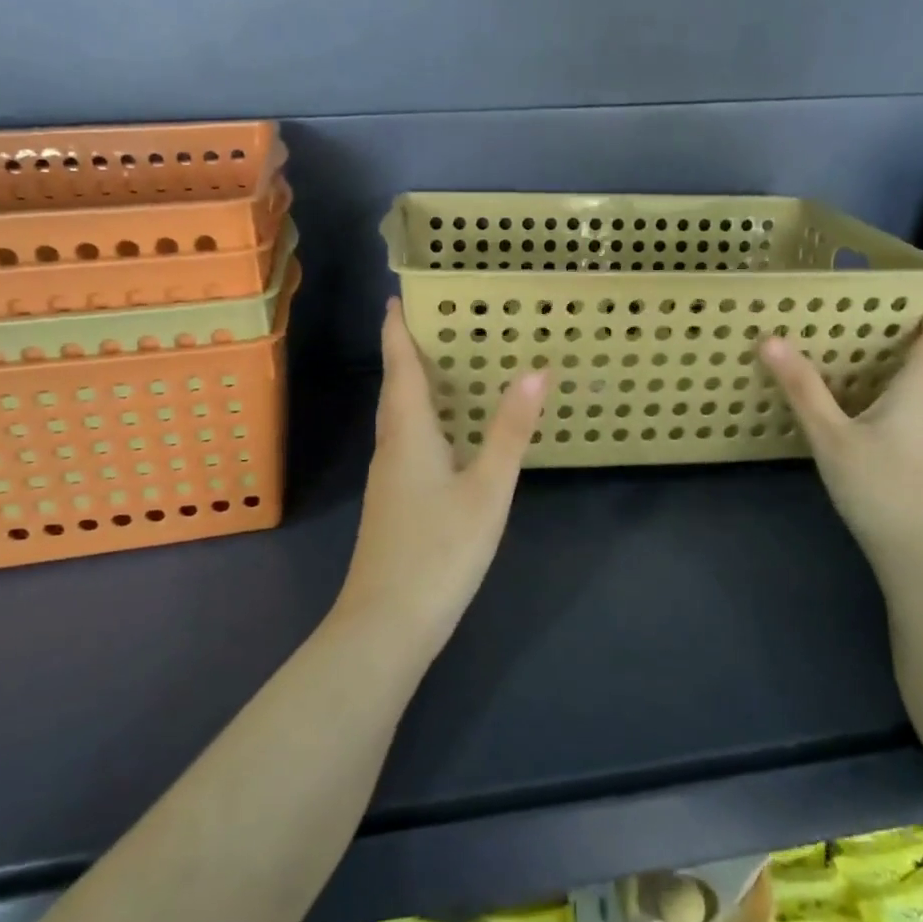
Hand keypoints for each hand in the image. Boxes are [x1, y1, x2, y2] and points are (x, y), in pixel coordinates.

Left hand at [337, 299, 547, 648]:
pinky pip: (406, 442)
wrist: (386, 625)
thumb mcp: (488, 489)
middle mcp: (392, 447)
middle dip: (406, 351)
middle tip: (432, 320)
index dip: (397, 331)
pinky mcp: (394, 503)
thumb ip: (510, 431)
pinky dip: (422, 419)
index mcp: (408, 434)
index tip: (397, 296)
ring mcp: (389, 478)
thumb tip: (536, 370)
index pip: (400, 367)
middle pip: (395, 388)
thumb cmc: (439, 550)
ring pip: (399, 417)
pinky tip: (445, 432)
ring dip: (413, 385)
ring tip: (443, 365)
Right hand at [760, 305, 922, 555]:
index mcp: (921, 388)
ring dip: (885, 363)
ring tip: (840, 349)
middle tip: (848, 313)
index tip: (900, 288)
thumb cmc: (882, 487)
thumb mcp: (831, 436)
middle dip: (893, 331)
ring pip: (914, 384)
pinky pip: (905, 407)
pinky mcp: (922, 455)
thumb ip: (802, 389)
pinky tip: (848, 402)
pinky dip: (881, 391)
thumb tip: (771, 339)